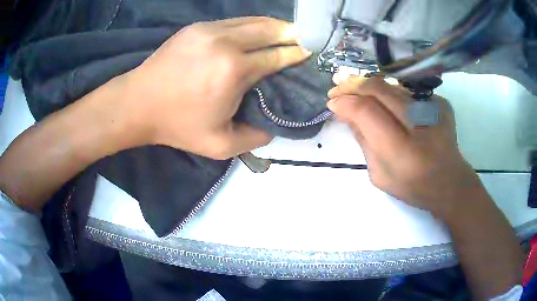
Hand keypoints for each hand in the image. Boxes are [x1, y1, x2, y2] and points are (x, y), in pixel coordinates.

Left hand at [120, 17, 309, 158]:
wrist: (138, 104)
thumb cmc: (177, 126)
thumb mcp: (219, 145)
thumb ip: (253, 137)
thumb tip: (272, 127)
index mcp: (234, 70)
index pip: (277, 56)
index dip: (296, 54)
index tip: (309, 53)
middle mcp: (226, 43)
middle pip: (270, 29)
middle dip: (291, 33)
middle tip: (303, 38)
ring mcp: (209, 30)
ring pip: (253, 21)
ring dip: (272, 26)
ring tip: (285, 32)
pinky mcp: (197, 27)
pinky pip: (233, 22)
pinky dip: (250, 25)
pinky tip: (254, 32)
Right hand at [327, 76, 482, 219]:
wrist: (450, 182)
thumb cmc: (413, 186)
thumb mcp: (380, 175)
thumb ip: (363, 142)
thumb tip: (347, 114)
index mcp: (403, 151)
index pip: (367, 112)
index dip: (346, 103)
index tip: (332, 103)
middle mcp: (420, 124)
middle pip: (379, 90)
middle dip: (353, 85)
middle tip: (337, 87)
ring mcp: (434, 109)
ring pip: (392, 86)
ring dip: (369, 85)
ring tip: (353, 87)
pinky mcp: (440, 103)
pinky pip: (407, 92)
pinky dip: (391, 93)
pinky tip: (384, 100)